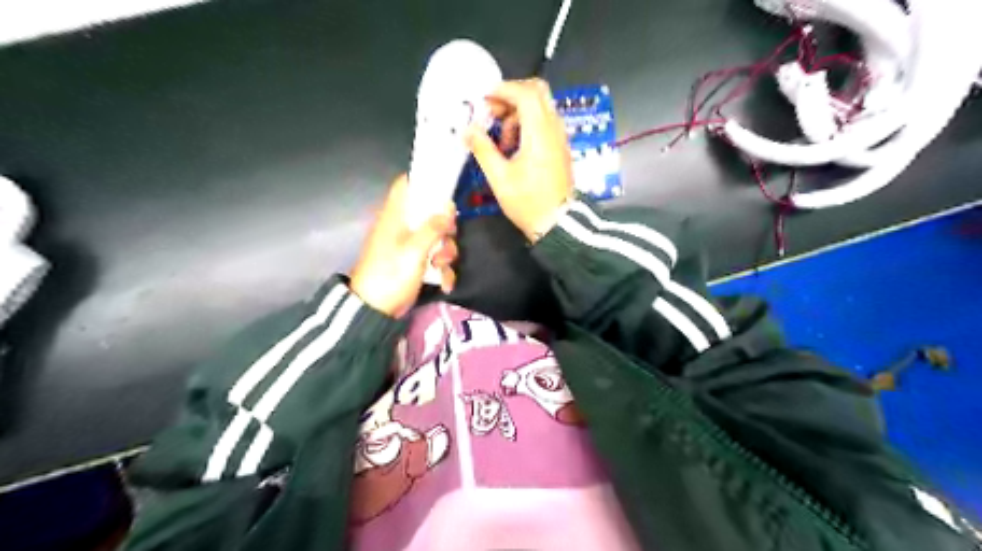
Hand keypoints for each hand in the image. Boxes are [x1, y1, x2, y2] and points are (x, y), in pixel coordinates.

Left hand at [350, 175, 459, 316]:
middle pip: (430, 214)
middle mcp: (403, 227)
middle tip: (447, 240)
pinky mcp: (415, 263)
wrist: (375, 309)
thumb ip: (433, 227)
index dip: (424, 182)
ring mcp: (409, 246)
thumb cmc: (391, 273)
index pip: (406, 185)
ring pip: (437, 238)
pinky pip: (435, 258)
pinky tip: (444, 283)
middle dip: (445, 229)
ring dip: (445, 253)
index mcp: (396, 216)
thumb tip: (449, 207)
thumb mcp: (414, 250)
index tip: (444, 190)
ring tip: (441, 267)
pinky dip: (442, 270)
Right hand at [465, 77, 576, 240]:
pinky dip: (527, 125)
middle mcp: (553, 129)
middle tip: (492, 114)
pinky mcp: (559, 147)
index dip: (503, 90)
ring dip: (518, 113)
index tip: (484, 101)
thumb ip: (483, 149)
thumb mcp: (500, 177)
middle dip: (511, 96)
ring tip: (501, 140)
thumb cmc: (528, 202)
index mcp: (539, 133)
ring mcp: (559, 137)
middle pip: (537, 92)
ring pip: (541, 107)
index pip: (525, 93)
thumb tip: (468, 130)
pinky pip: (544, 122)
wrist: (558, 223)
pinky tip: (513, 148)